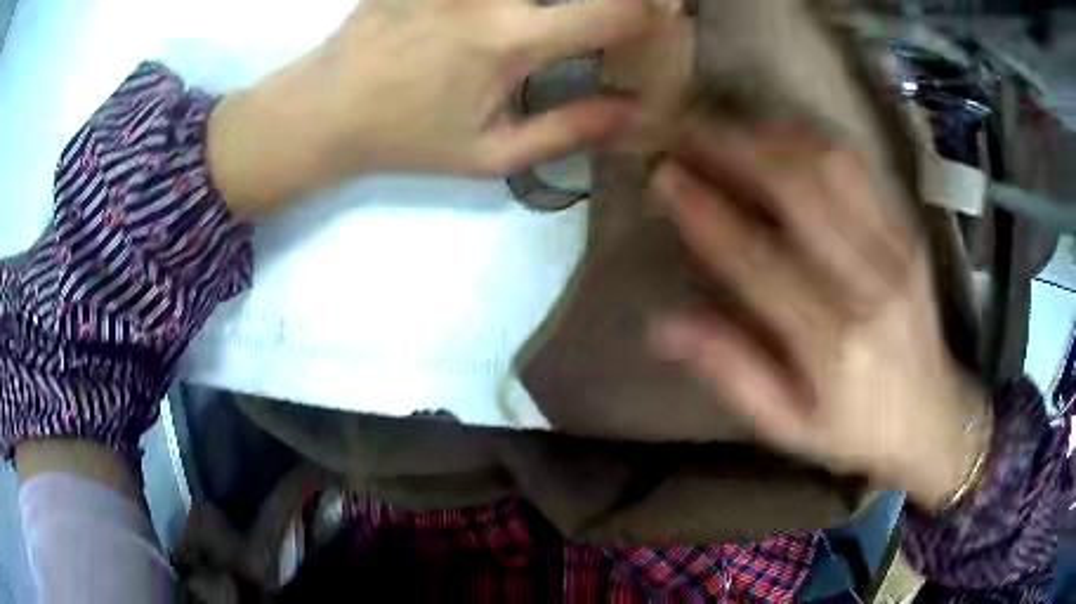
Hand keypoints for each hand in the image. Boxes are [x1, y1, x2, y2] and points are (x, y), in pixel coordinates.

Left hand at [209, 0, 656, 216]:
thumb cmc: (406, 138)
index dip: (658, 6)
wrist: (323, 109)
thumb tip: (641, 117)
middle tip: (616, 11)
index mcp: (508, 43)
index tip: (670, 10)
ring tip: (554, 16)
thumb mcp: (489, 154)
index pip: (613, 9)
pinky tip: (510, 10)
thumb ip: (570, 130)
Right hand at [648, 120, 990, 510]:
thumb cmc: (857, 431)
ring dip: (769, 135)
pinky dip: (809, 140)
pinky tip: (778, 137)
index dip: (706, 214)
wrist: (935, 417)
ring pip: (827, 162)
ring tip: (725, 128)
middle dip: (731, 149)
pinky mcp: (908, 229)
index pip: (758, 261)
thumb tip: (663, 325)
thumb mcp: (788, 426)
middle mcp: (869, 282)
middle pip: (796, 189)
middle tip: (685, 131)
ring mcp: (896, 246)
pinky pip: (856, 166)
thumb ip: (732, 372)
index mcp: (834, 341)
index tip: (664, 178)